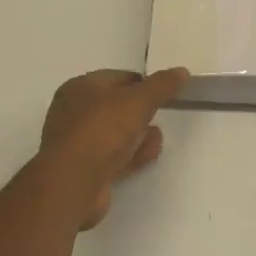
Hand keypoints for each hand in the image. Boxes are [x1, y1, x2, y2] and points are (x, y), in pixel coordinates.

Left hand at [38, 67, 188, 228]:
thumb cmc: (101, 131)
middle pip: (116, 107)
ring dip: (138, 136)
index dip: (142, 83)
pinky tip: (147, 156)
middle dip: (141, 112)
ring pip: (115, 134)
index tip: (163, 92)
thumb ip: (161, 85)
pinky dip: (131, 156)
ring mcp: (78, 145)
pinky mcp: (84, 172)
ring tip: (156, 139)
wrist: (73, 185)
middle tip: (158, 115)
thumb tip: (182, 71)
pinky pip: (113, 157)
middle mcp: (74, 114)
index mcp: (79, 88)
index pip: (117, 78)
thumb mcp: (138, 101)